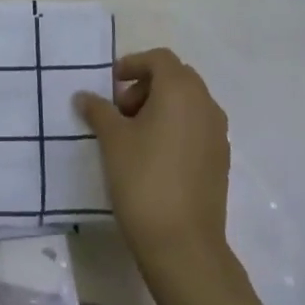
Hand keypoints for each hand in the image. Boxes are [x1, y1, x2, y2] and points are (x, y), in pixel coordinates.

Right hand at [76, 48, 230, 270]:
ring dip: (161, 106)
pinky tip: (154, 156)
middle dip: (146, 85)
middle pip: (176, 78)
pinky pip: (197, 127)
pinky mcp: (220, 160)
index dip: (133, 64)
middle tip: (120, 110)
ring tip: (134, 135)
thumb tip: (84, 96)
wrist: (184, 246)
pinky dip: (176, 127)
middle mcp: (205, 104)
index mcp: (181, 90)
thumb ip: (98, 110)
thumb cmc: (144, 180)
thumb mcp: (112, 140)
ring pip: (188, 103)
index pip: (159, 59)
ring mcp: (218, 133)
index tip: (111, 85)